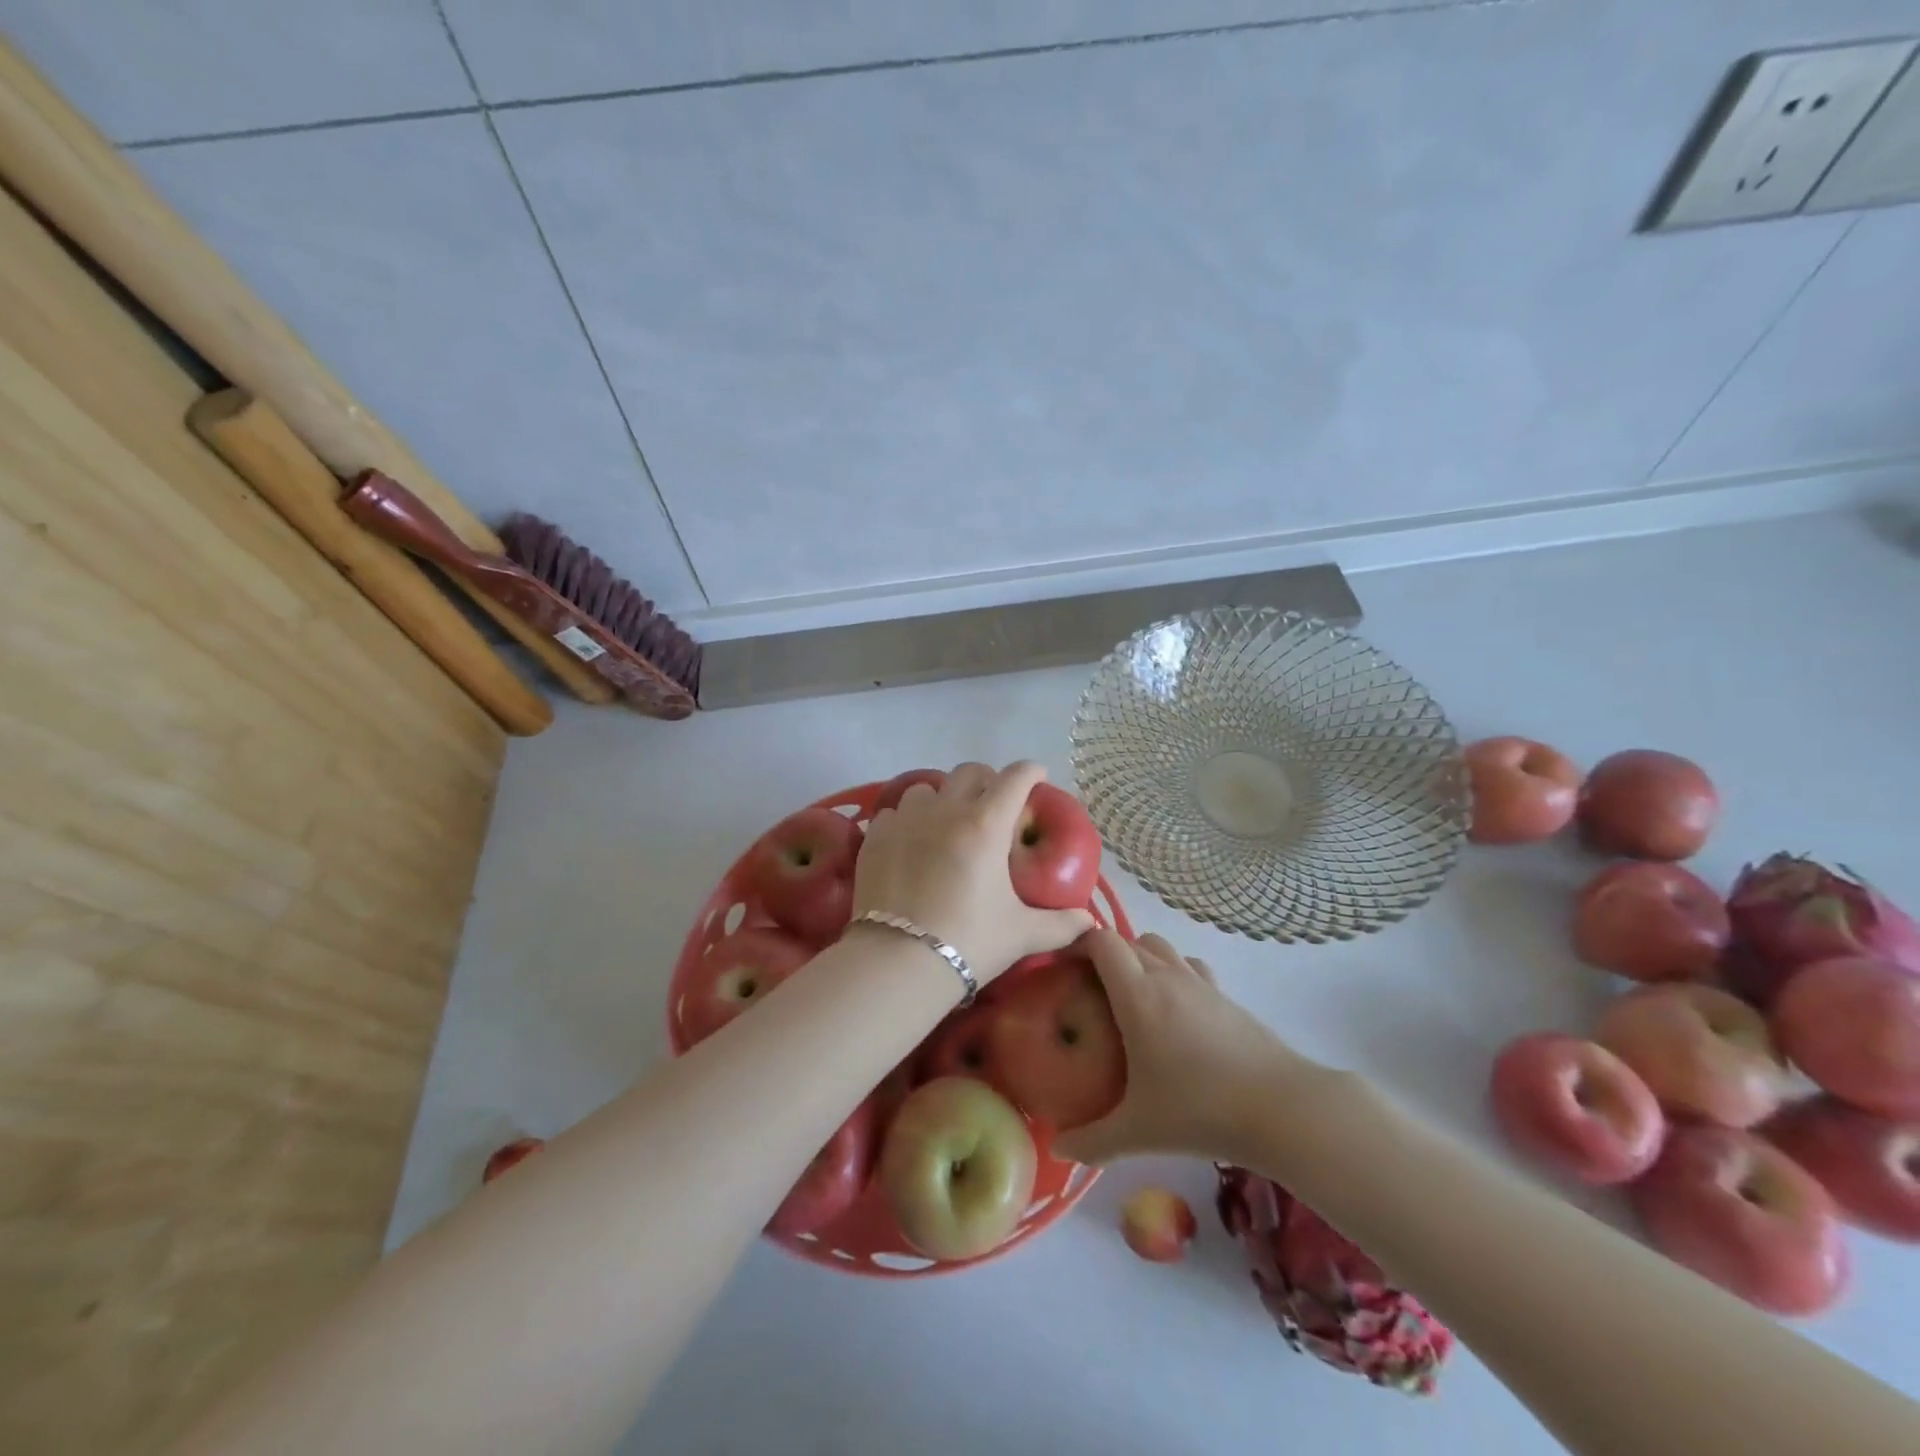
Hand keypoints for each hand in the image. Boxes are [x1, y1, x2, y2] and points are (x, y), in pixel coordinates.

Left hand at [851, 762, 1094, 983]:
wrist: (898, 962)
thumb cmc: (969, 941)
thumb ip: (1061, 924)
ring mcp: (905, 820)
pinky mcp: (875, 837)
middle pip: (969, 772)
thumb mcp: (1022, 934)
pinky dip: (906, 821)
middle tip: (994, 805)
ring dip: (941, 799)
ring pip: (926, 788)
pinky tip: (909, 844)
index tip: (1038, 779)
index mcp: (986, 825)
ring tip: (945, 825)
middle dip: (987, 781)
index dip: (1031, 772)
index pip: (1015, 778)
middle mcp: (946, 811)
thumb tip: (1090, 921)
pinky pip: (893, 813)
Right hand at [1054, 930, 1325, 1165]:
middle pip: (1129, 940)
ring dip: (1141, 958)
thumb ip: (1092, 1141)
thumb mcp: (1138, 1132)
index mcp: (1137, 994)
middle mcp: (1167, 976)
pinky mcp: (1226, 996)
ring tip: (1132, 997)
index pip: (1102, 942)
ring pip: (1161, 947)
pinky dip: (1174, 973)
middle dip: (1106, 956)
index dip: (1079, 945)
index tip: (1065, 969)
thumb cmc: (1200, 1111)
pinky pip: (1189, 966)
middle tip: (1091, 992)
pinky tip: (1175, 1012)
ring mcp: (1200, 982)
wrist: (1282, 1109)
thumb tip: (1058, 1148)